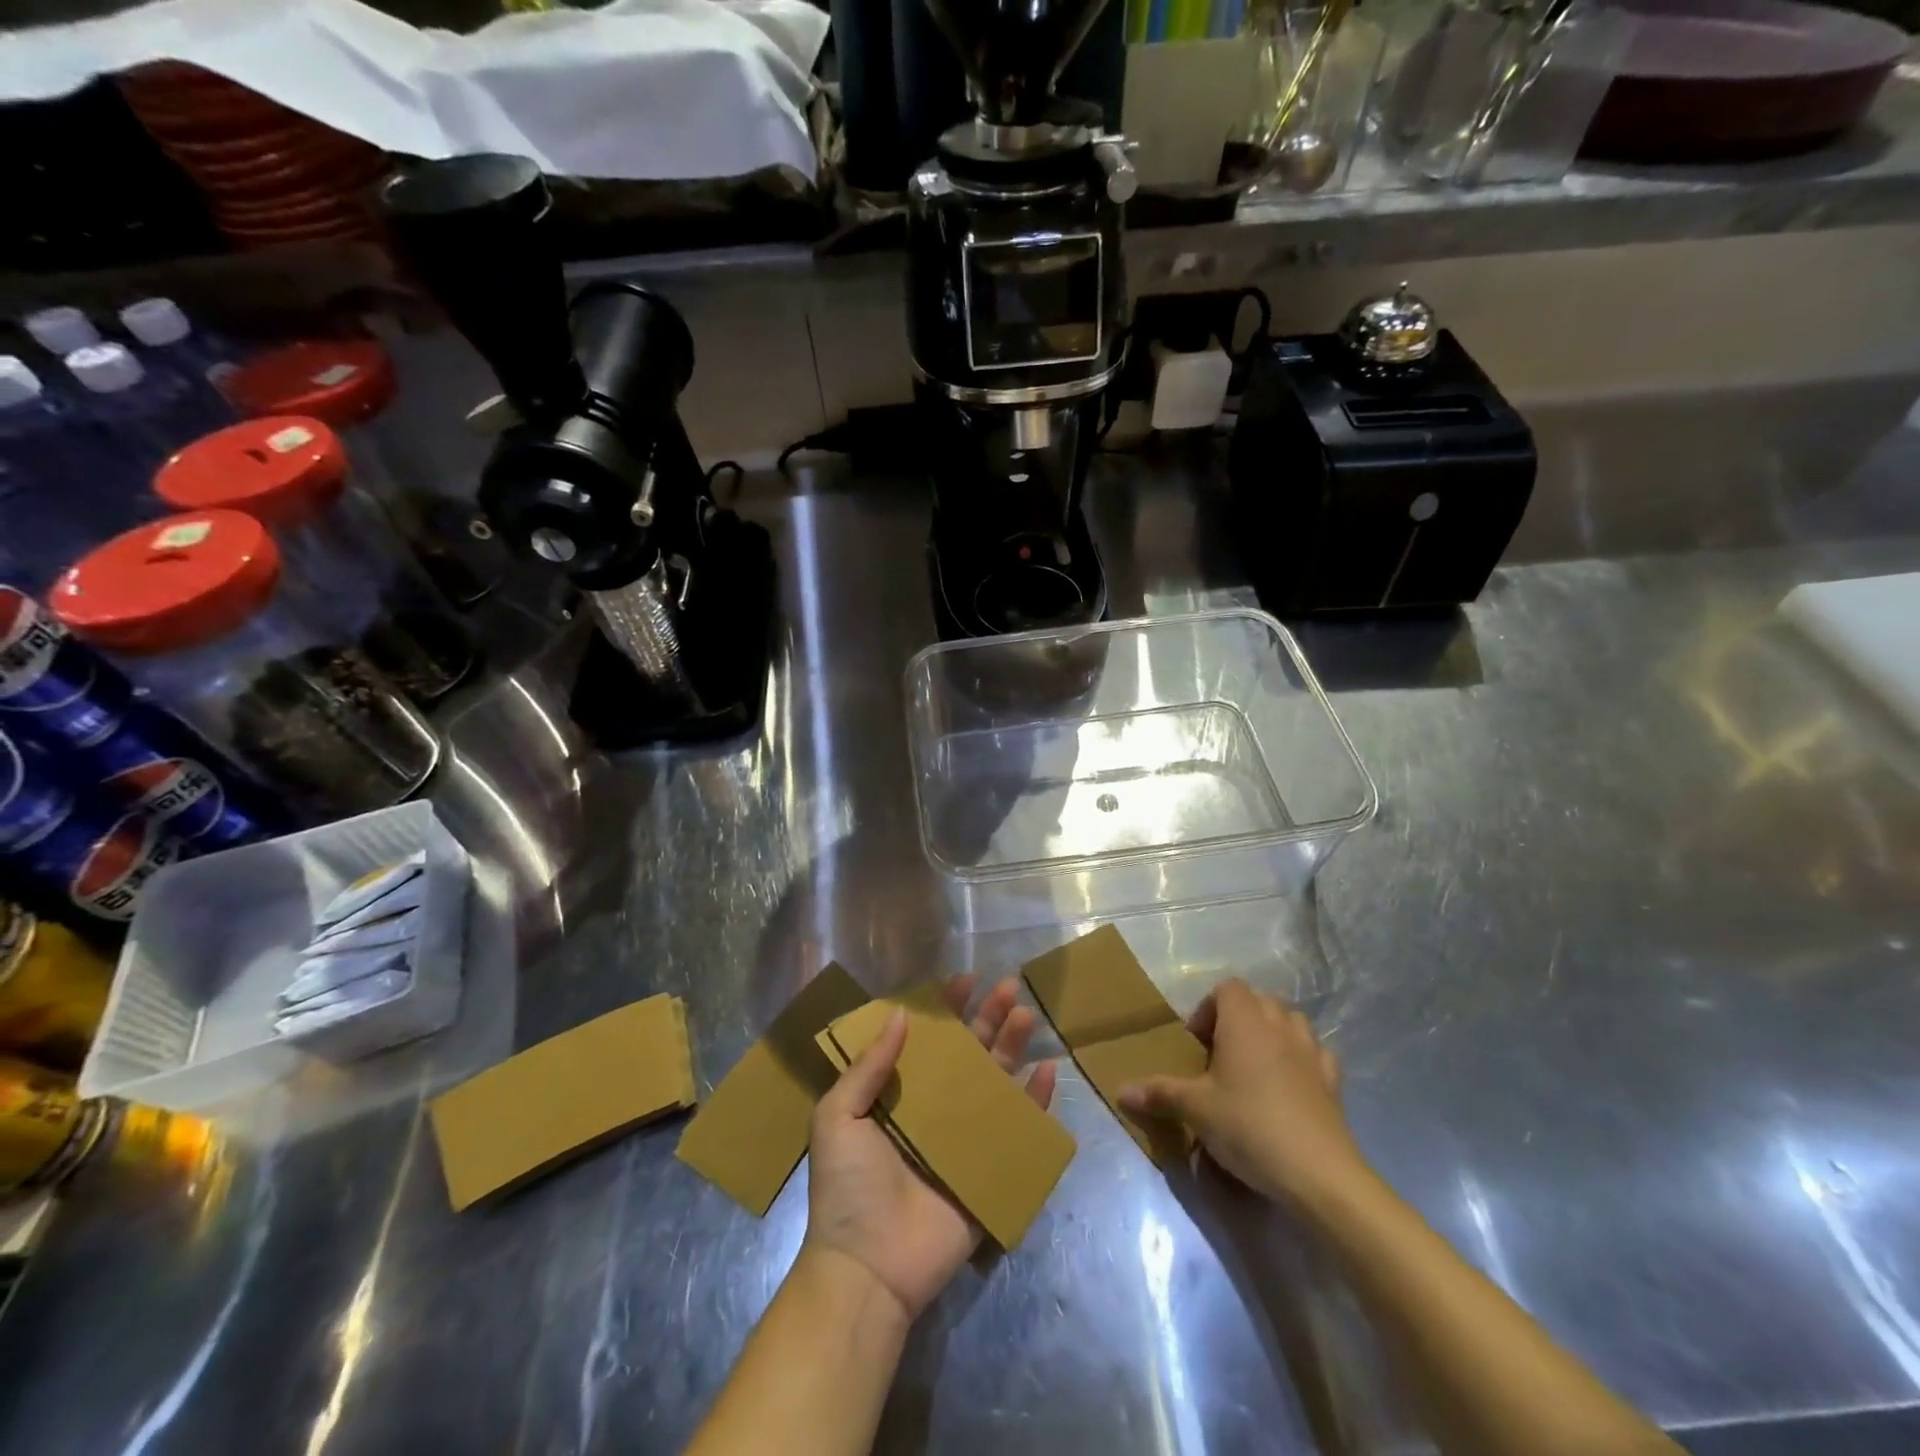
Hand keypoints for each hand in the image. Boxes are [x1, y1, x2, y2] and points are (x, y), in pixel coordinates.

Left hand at [803, 975, 1057, 1322]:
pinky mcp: (989, 1171)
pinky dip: (1035, 1102)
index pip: (927, 1042)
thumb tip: (902, 1014)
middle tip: (1007, 987)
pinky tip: (1048, 1072)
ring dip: (1012, 1048)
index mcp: (897, 1096)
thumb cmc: (847, 1187)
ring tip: (1027, 1015)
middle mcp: (933, 1111)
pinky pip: (1018, 1130)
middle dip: (987, 1019)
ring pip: (995, 1082)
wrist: (868, 1268)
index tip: (964, 980)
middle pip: (967, 1055)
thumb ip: (869, 1066)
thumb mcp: (838, 1116)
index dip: (945, 1010)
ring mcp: (964, 1140)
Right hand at [1119, 979, 1365, 1211]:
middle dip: (1238, 1019)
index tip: (1197, 1043)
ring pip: (1291, 1021)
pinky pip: (1316, 1054)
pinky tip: (1291, 1085)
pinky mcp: (1334, 1082)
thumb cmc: (1249, 1126)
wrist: (1319, 1174)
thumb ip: (1158, 1093)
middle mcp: (1279, 1025)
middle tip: (1219, 1055)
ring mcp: (1311, 1052)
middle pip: (1258, 1000)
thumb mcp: (1195, 1110)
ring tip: (1255, 1066)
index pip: (1227, 988)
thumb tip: (1121, 1090)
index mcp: (1244, 1021)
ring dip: (1272, 1033)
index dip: (1208, 1008)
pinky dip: (1301, 1060)